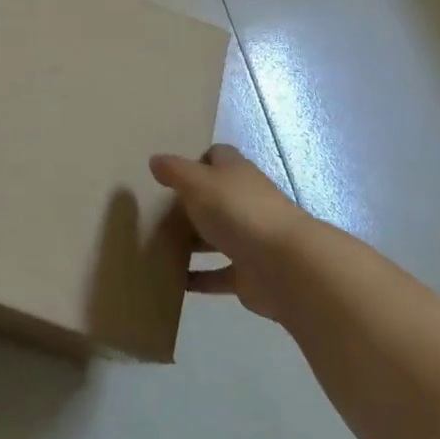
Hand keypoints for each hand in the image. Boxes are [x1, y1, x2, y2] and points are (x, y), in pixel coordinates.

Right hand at [150, 145, 306, 322]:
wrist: (284, 266)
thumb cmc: (237, 211)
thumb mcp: (197, 182)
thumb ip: (174, 171)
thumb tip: (155, 160)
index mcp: (236, 173)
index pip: (217, 157)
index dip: (195, 161)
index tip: (170, 175)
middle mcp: (245, 201)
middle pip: (215, 197)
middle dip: (190, 204)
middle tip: (156, 212)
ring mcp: (250, 238)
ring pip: (216, 236)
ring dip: (193, 241)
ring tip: (159, 245)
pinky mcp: (249, 273)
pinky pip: (218, 274)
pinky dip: (200, 278)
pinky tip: (175, 281)